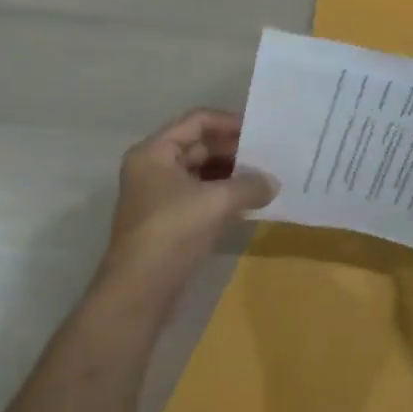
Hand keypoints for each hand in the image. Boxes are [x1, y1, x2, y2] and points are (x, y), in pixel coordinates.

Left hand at [100, 109, 276, 308]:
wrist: (139, 291)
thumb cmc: (173, 232)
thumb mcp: (218, 202)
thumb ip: (250, 185)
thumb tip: (273, 183)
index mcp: (154, 152)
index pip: (197, 121)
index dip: (230, 122)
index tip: (261, 132)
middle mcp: (153, 168)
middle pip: (199, 145)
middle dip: (234, 151)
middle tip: (269, 156)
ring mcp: (159, 196)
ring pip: (201, 173)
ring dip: (231, 175)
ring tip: (265, 179)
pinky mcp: (168, 221)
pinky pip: (200, 196)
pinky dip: (223, 196)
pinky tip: (250, 202)